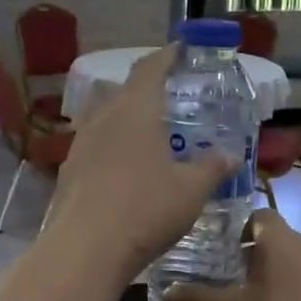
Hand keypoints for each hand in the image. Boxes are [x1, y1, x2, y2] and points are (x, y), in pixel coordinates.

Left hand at [44, 45, 234, 286]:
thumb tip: (232, 155)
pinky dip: (111, 148)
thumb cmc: (145, 210)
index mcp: (135, 110)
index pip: (150, 68)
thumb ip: (212, 168)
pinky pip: (94, 147)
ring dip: (126, 120)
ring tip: (148, 135)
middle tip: (170, 99)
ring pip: (105, 119)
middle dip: (146, 90)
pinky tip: (124, 170)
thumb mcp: (191, 191)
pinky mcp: (68, 172)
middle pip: (123, 91)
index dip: (167, 56)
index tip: (180, 50)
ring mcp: (80, 145)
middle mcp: (103, 118)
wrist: (85, 249)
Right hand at [164, 209, 300, 300]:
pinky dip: (295, 296)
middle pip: (277, 240)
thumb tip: (166, 291)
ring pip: (295, 265)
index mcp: (280, 239)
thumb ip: (196, 299)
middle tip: (227, 276)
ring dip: (276, 278)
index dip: (237, 226)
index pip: (259, 215)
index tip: (218, 246)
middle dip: (253, 255)